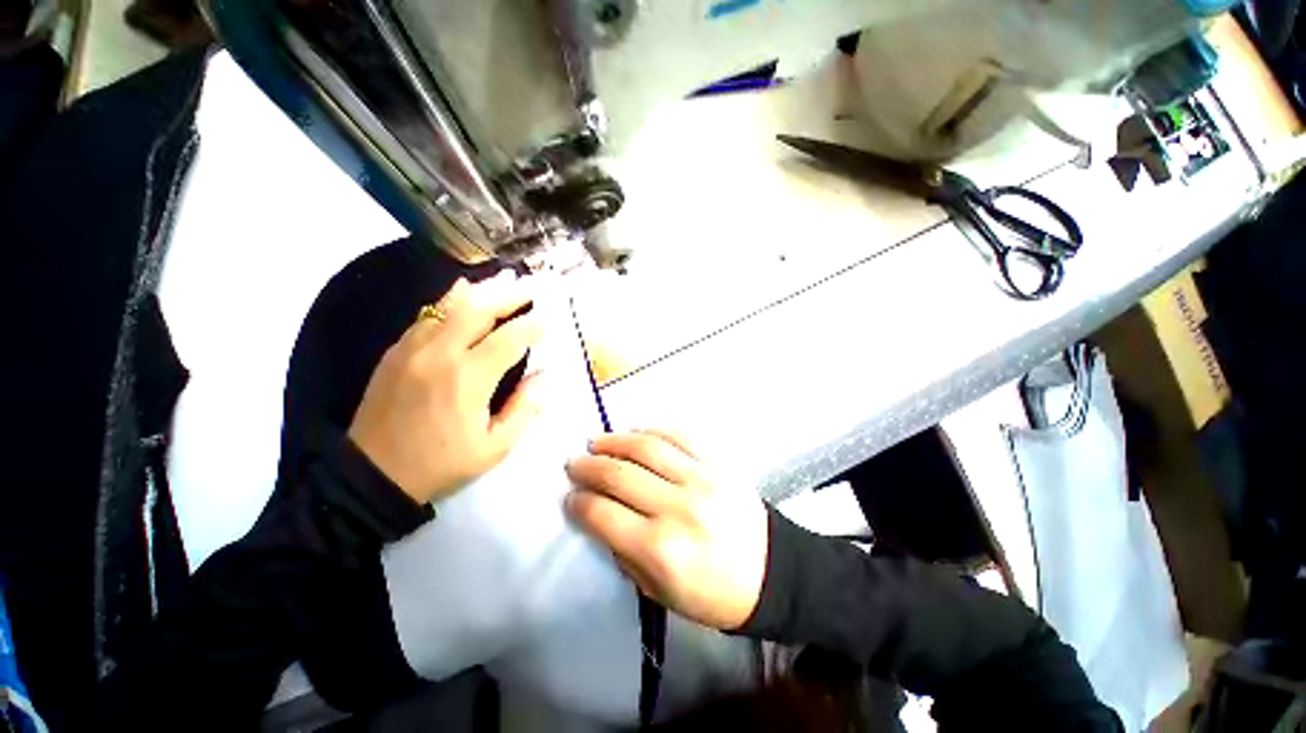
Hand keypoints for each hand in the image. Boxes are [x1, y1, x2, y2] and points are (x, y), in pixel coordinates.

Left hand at [348, 272, 544, 504]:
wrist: (372, 475)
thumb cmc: (441, 464)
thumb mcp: (494, 447)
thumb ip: (524, 408)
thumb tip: (545, 376)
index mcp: (469, 379)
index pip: (510, 339)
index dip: (532, 327)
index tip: (548, 321)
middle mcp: (440, 354)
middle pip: (479, 311)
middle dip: (508, 297)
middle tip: (529, 290)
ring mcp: (413, 349)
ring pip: (449, 307)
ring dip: (480, 292)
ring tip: (501, 281)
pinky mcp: (396, 352)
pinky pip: (427, 316)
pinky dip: (449, 302)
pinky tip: (461, 294)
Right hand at [565, 431, 768, 629]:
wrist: (772, 572)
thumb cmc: (714, 593)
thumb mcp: (660, 594)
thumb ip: (625, 555)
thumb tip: (601, 517)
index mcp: (661, 549)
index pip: (604, 515)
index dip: (580, 503)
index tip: (570, 496)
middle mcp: (678, 507)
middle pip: (620, 475)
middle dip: (590, 467)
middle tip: (575, 463)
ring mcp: (701, 478)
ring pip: (647, 447)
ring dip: (615, 441)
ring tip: (597, 442)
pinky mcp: (717, 463)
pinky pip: (679, 436)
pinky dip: (652, 431)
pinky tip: (636, 432)